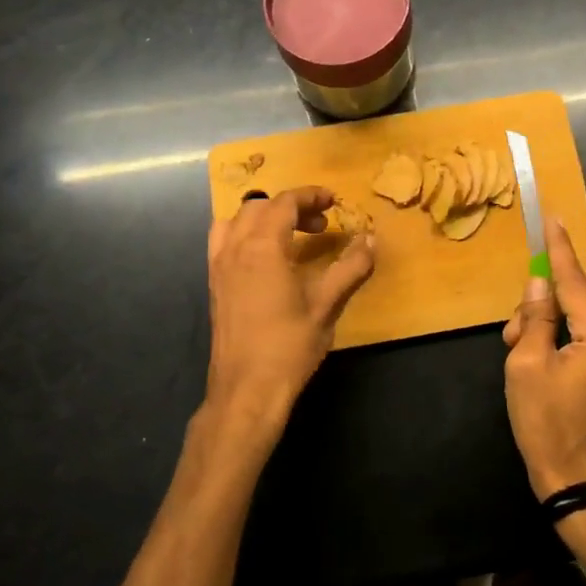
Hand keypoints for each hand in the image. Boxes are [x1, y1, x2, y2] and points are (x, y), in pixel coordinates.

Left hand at [204, 186, 375, 433]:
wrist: (246, 390)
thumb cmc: (289, 346)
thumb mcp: (327, 305)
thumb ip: (350, 268)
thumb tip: (371, 241)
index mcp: (262, 247)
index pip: (284, 203)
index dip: (310, 196)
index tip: (333, 201)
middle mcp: (234, 249)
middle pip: (258, 207)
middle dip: (291, 207)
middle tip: (320, 224)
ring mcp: (218, 267)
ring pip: (235, 221)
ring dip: (263, 218)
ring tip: (289, 235)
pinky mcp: (214, 286)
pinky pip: (224, 242)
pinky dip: (245, 235)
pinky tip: (266, 260)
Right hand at [502, 217, 585, 499]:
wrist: (577, 485)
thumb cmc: (546, 425)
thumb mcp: (527, 366)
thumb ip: (534, 319)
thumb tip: (537, 285)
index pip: (575, 284)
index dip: (560, 251)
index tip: (554, 219)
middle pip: (576, 306)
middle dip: (540, 311)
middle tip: (513, 337)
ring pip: (579, 326)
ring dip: (548, 331)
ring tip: (522, 359)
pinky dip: (561, 345)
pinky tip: (541, 366)